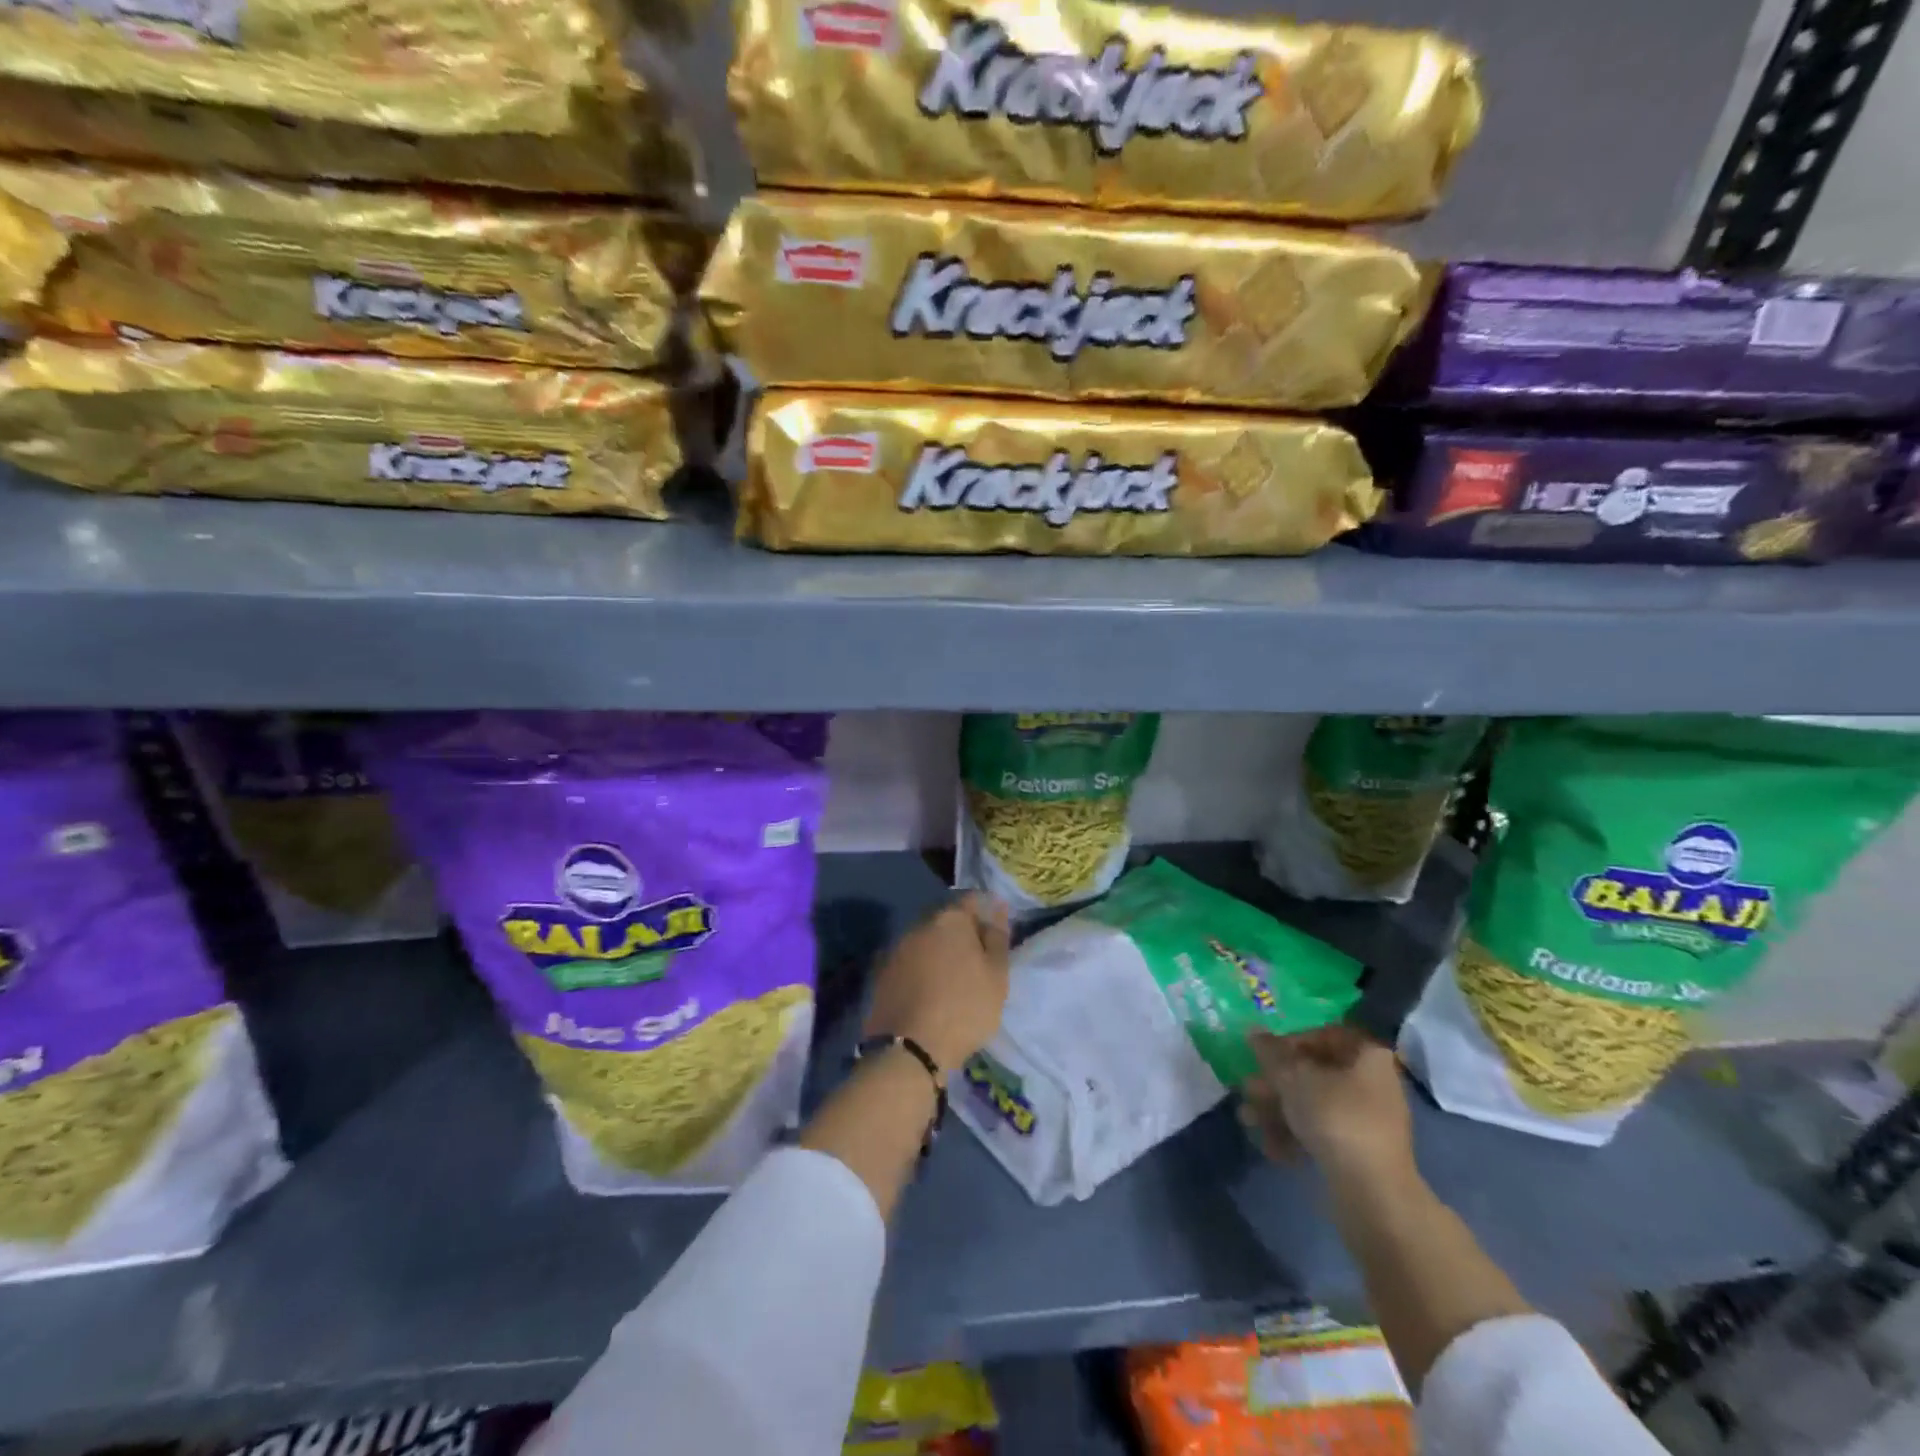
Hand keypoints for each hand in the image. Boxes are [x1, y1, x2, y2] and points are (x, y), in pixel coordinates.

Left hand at [864, 893, 1010, 1072]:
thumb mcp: (996, 976)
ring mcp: (896, 948)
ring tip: (953, 977)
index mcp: (950, 919)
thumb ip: (997, 938)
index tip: (996, 934)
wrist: (910, 1049)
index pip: (972, 900)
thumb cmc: (965, 1008)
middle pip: (946, 918)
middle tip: (977, 958)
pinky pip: (910, 961)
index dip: (987, 913)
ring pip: (925, 939)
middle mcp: (919, 924)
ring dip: (939, 950)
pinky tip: (930, 990)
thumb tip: (998, 909)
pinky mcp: (882, 972)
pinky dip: (922, 968)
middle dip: (961, 932)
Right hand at [1239, 1026, 1415, 1189]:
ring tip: (1249, 1120)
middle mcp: (1372, 1084)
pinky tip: (1272, 1147)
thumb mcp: (1294, 1077)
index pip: (1325, 1035)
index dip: (1291, 1040)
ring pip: (1313, 1104)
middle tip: (1248, 1089)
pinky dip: (1294, 1136)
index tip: (1265, 1054)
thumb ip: (1270, 1052)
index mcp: (1367, 1056)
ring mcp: (1367, 1121)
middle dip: (1276, 1082)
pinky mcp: (1359, 1152)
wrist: (1373, 1194)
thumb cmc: (1335, 1118)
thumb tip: (1253, 1031)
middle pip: (1314, 1072)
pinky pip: (1321, 1133)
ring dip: (1277, 1110)